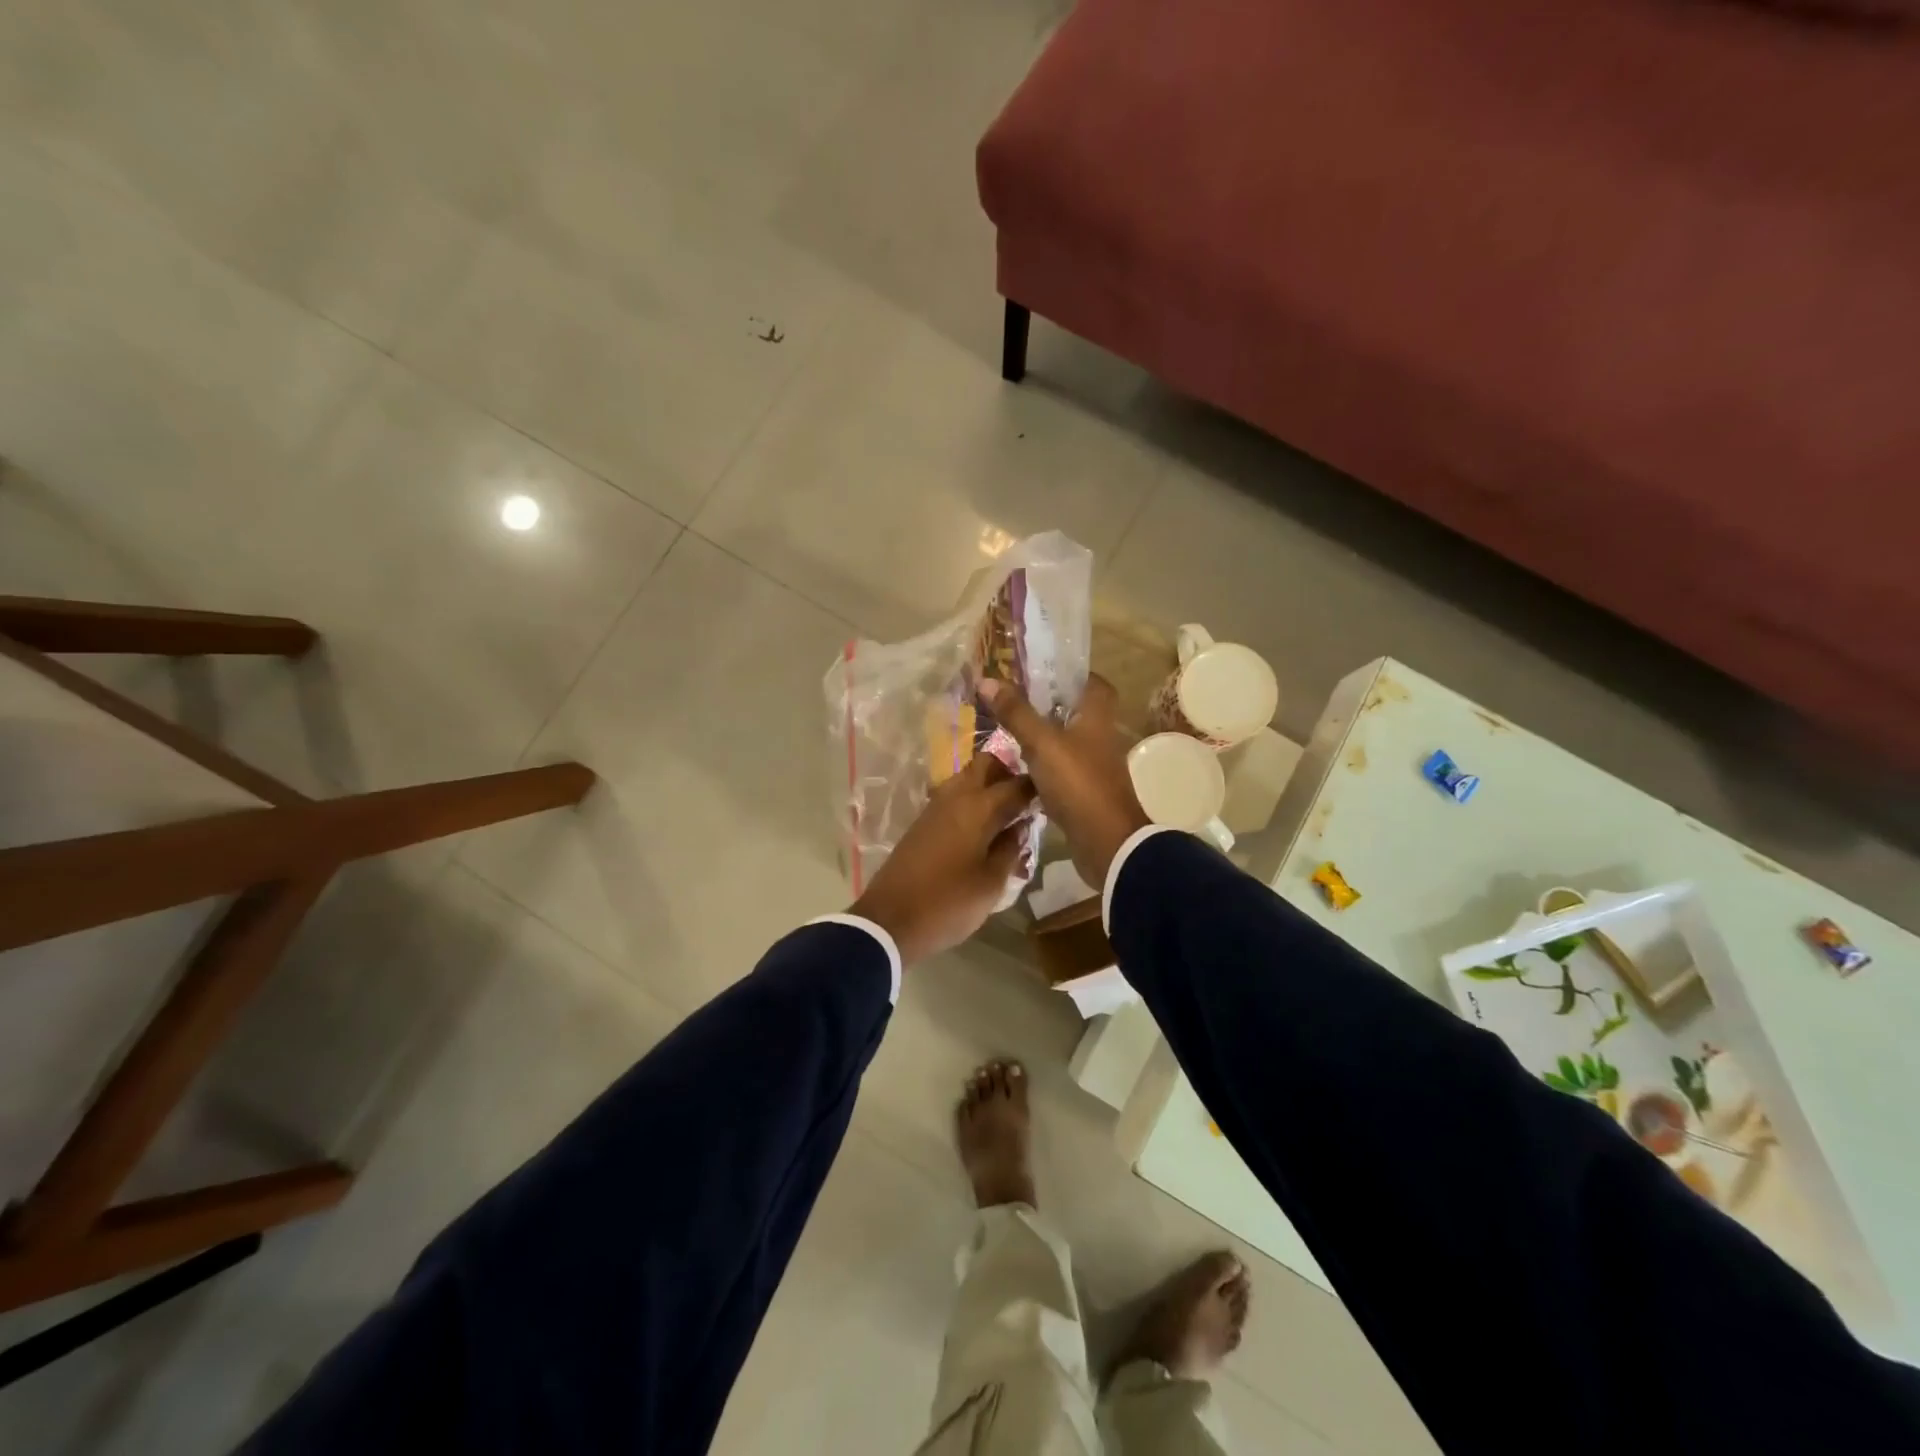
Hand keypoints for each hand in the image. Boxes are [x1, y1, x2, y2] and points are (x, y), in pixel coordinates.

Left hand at [850, 751, 1036, 966]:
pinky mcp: (923, 822)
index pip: (1016, 783)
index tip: (1053, 797)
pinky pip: (954, 798)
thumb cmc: (948, 903)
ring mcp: (935, 807)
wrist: (890, 920)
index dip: (1037, 787)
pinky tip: (983, 831)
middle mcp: (955, 796)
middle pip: (986, 764)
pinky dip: (972, 803)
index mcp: (978, 807)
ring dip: (988, 788)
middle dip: (1008, 773)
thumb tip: (1020, 826)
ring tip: (1007, 819)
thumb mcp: (992, 883)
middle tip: (1026, 801)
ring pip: (967, 778)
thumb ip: (1010, 849)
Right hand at [979, 675, 1151, 890]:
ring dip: (1042, 736)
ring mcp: (1093, 768)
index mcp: (1097, 719)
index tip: (1043, 671)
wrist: (1106, 843)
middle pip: (1076, 712)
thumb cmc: (1078, 783)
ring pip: (1066, 742)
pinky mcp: (1084, 793)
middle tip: (1015, 699)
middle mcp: (1099, 739)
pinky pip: (1060, 770)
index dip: (1073, 674)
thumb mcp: (1042, 743)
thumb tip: (986, 679)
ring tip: (1009, 729)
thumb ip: (1016, 713)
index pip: (1094, 684)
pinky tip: (1018, 767)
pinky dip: (1042, 766)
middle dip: (1049, 705)